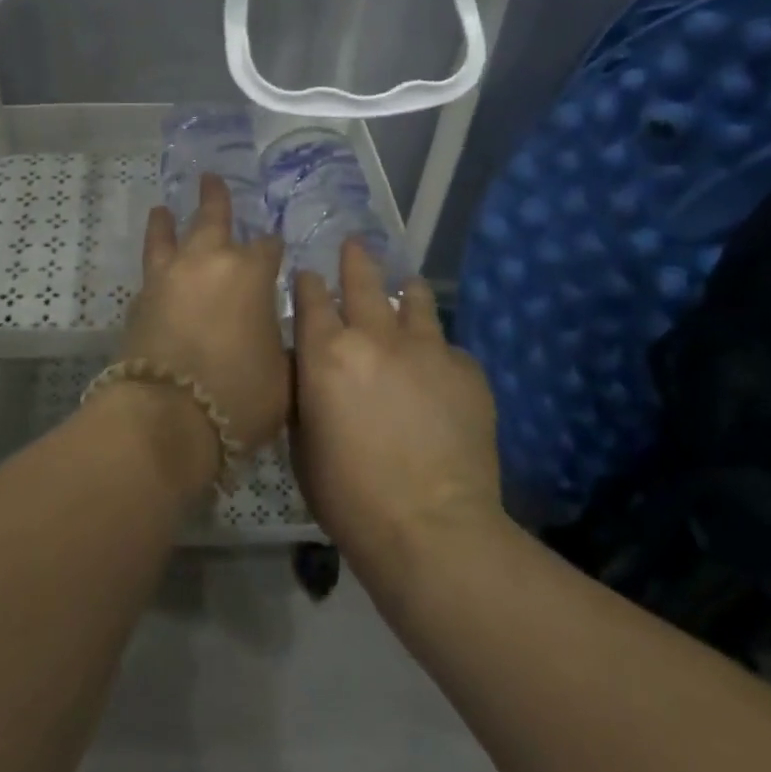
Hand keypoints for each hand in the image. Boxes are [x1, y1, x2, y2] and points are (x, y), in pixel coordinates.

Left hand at [120, 173, 289, 455]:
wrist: (167, 418)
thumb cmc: (238, 395)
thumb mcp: (283, 376)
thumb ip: (282, 346)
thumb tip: (274, 335)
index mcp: (250, 273)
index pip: (268, 246)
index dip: (273, 247)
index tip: (276, 249)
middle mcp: (208, 262)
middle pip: (212, 219)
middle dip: (215, 198)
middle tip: (210, 178)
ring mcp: (169, 277)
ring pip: (167, 236)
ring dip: (167, 221)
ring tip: (162, 208)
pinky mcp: (140, 299)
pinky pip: (150, 270)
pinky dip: (154, 262)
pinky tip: (155, 268)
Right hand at [291, 240, 501, 574]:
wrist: (431, 527)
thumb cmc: (350, 496)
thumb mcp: (303, 445)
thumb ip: (304, 395)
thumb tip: (308, 369)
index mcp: (326, 352)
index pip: (313, 297)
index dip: (310, 283)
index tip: (310, 275)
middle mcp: (375, 335)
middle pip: (364, 280)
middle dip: (356, 259)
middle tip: (356, 244)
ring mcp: (426, 347)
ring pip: (415, 299)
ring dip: (406, 293)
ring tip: (407, 291)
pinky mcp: (466, 368)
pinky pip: (448, 347)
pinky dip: (437, 352)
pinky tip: (439, 374)